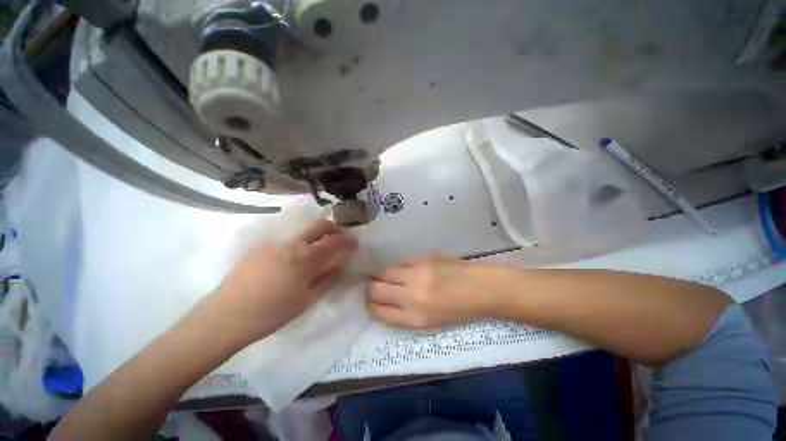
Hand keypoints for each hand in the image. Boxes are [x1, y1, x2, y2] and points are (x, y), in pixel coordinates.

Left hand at [213, 220, 357, 344]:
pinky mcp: (262, 244)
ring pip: (304, 227)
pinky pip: (288, 234)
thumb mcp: (307, 299)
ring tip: (321, 241)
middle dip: (334, 228)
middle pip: (320, 226)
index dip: (348, 241)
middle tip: (340, 237)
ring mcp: (275, 241)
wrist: (227, 316)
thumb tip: (341, 267)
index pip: (335, 242)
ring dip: (318, 230)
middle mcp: (293, 243)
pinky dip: (300, 237)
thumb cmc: (272, 312)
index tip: (355, 242)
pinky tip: (297, 249)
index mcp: (306, 257)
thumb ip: (328, 279)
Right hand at [366, 256, 495, 328]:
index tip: (371, 302)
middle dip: (371, 289)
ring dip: (382, 276)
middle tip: (376, 288)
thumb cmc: (457, 311)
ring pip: (384, 272)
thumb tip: (384, 301)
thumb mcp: (429, 322)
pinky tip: (404, 270)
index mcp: (414, 318)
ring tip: (389, 278)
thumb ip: (403, 313)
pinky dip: (397, 267)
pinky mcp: (422, 258)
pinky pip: (399, 261)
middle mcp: (411, 295)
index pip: (378, 312)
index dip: (370, 306)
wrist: (479, 288)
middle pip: (376, 289)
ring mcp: (416, 273)